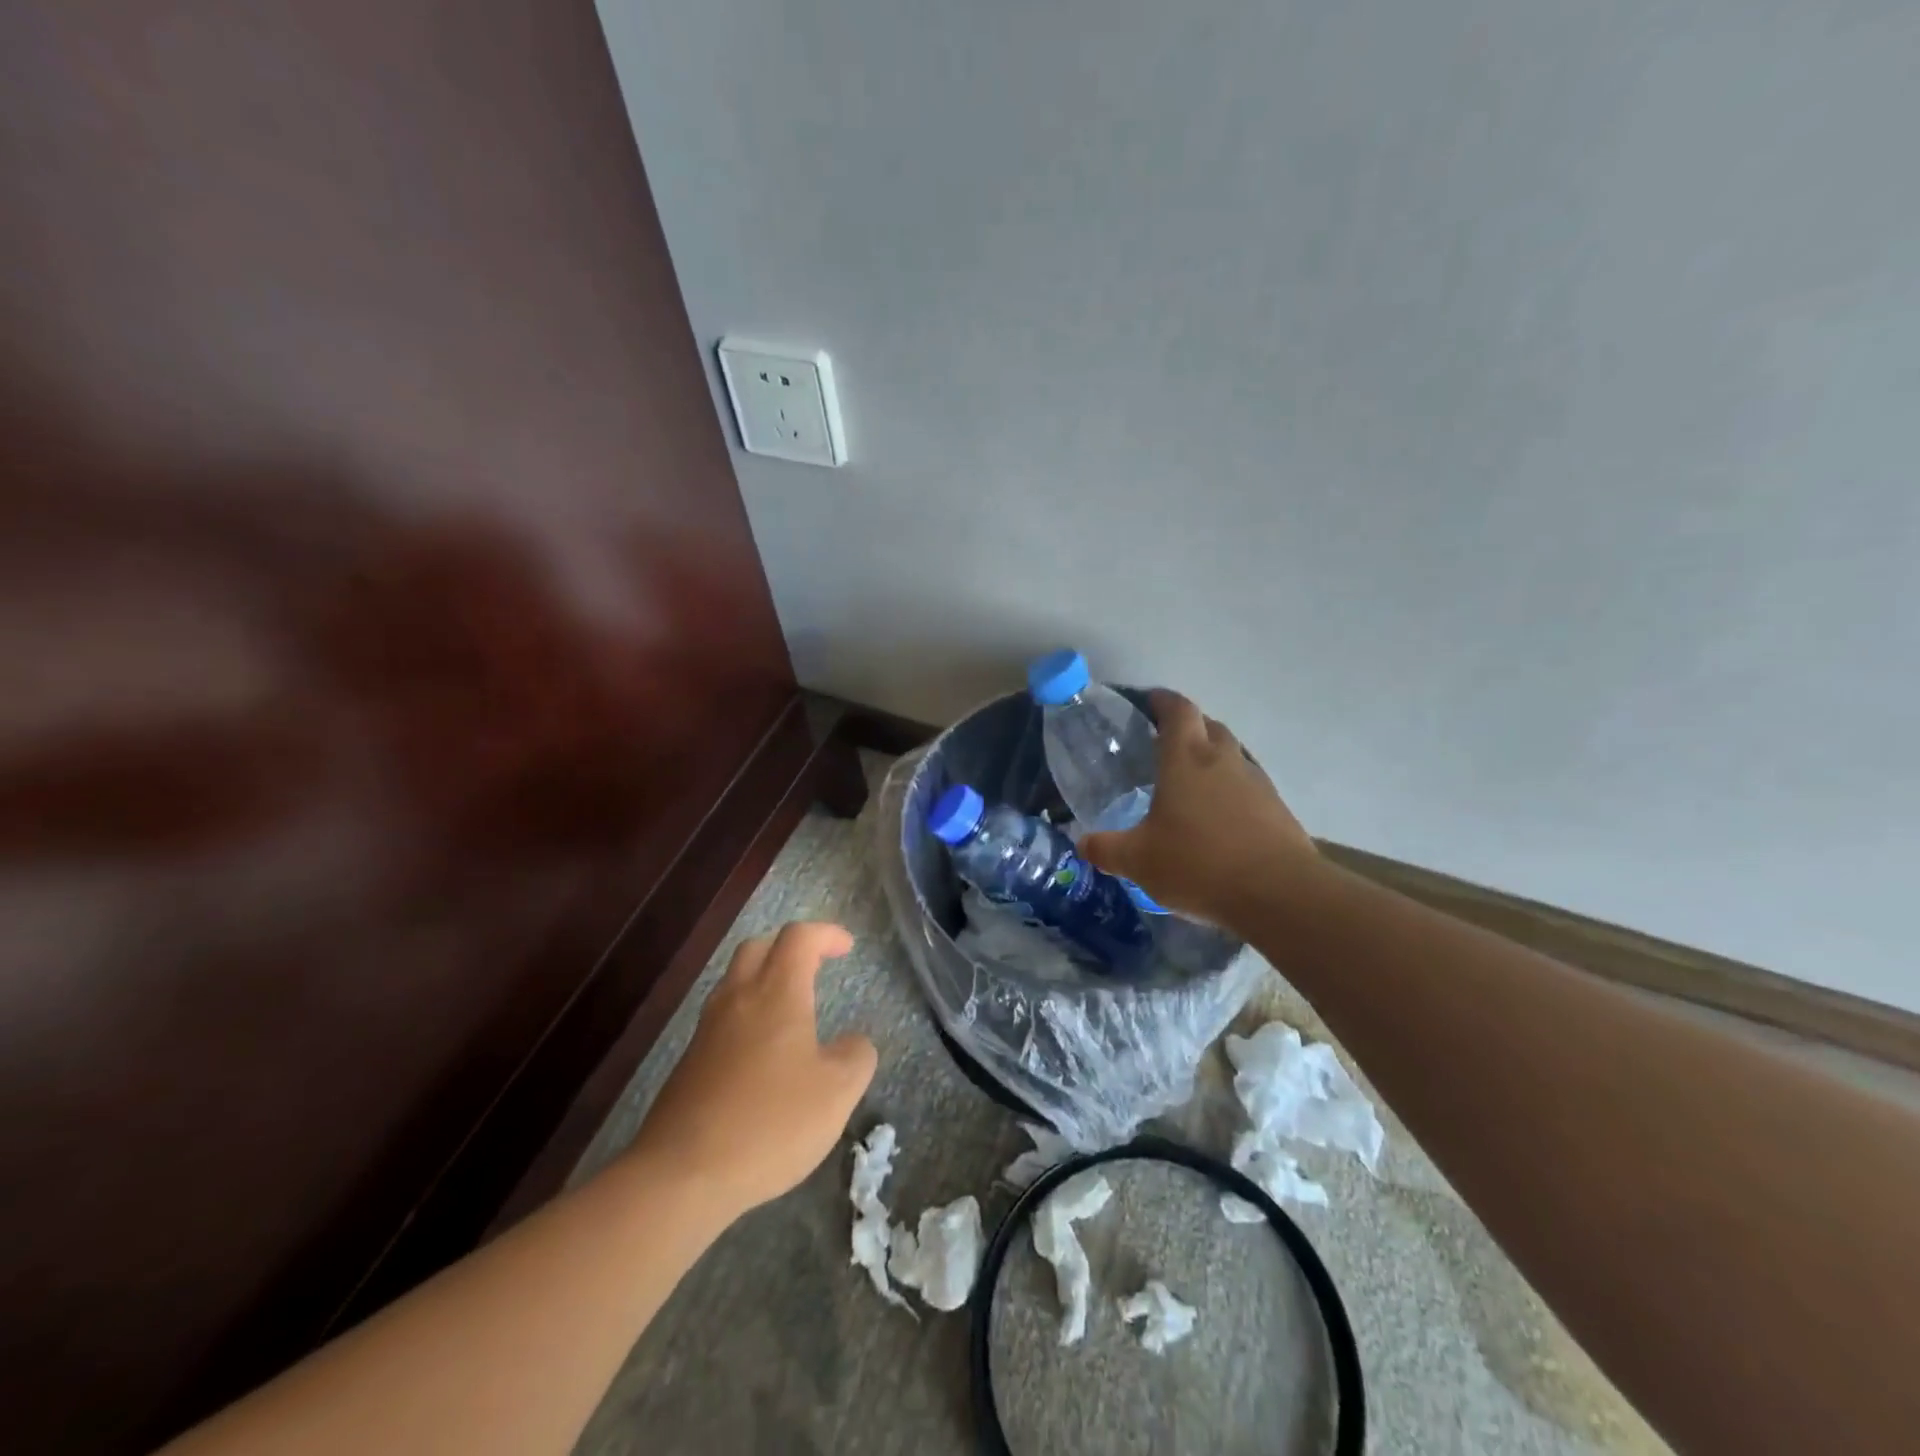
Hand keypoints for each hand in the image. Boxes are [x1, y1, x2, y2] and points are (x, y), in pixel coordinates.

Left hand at [631, 922, 875, 1217]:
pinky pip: (722, 1019)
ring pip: (734, 982)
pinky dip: (747, 1016)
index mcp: (776, 993)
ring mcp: (707, 1030)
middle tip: (815, 966)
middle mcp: (738, 999)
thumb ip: (856, 1057)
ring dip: (764, 980)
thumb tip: (854, 1042)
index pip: (799, 937)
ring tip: (790, 1009)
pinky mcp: (689, 1063)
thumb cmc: (769, 1123)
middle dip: (789, 947)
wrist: (680, 1175)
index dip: (825, 934)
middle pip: (758, 947)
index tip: (847, 947)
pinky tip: (762, 1055)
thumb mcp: (837, 1093)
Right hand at [1079, 691, 1317, 928]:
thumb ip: (1106, 849)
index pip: (1177, 710)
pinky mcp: (1278, 810)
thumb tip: (1082, 844)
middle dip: (1187, 729)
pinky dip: (1230, 793)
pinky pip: (1248, 787)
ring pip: (1231, 756)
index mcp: (1186, 759)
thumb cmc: (1199, 864)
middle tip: (1162, 748)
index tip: (1148, 703)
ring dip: (1211, 761)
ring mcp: (1257, 783)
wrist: (1280, 895)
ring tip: (1189, 787)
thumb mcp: (1139, 861)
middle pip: (1208, 726)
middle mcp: (1224, 760)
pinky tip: (1218, 821)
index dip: (1162, 701)